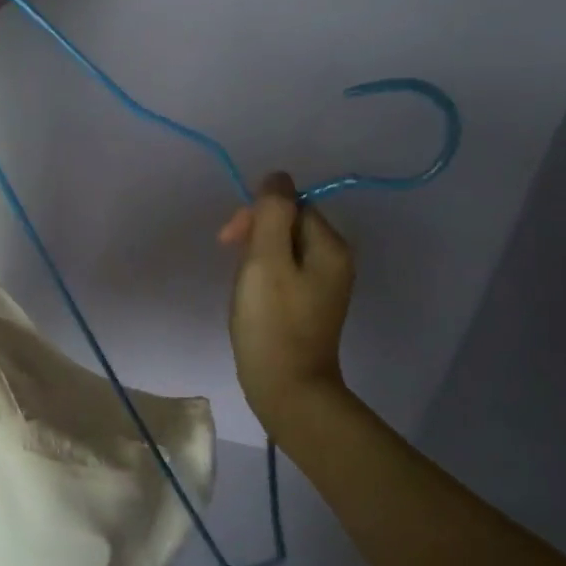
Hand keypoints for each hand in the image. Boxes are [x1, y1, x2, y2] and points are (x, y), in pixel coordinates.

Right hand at [219, 173, 354, 431]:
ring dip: (256, 256)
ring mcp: (324, 285)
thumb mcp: (266, 260)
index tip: (230, 240)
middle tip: (230, 258)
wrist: (286, 388)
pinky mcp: (310, 305)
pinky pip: (285, 272)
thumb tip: (277, 177)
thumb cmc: (272, 323)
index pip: (292, 205)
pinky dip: (263, 276)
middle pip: (290, 224)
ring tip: (241, 284)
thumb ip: (271, 213)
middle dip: (255, 234)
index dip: (258, 214)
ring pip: (284, 249)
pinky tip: (250, 296)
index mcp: (330, 246)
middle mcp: (334, 260)